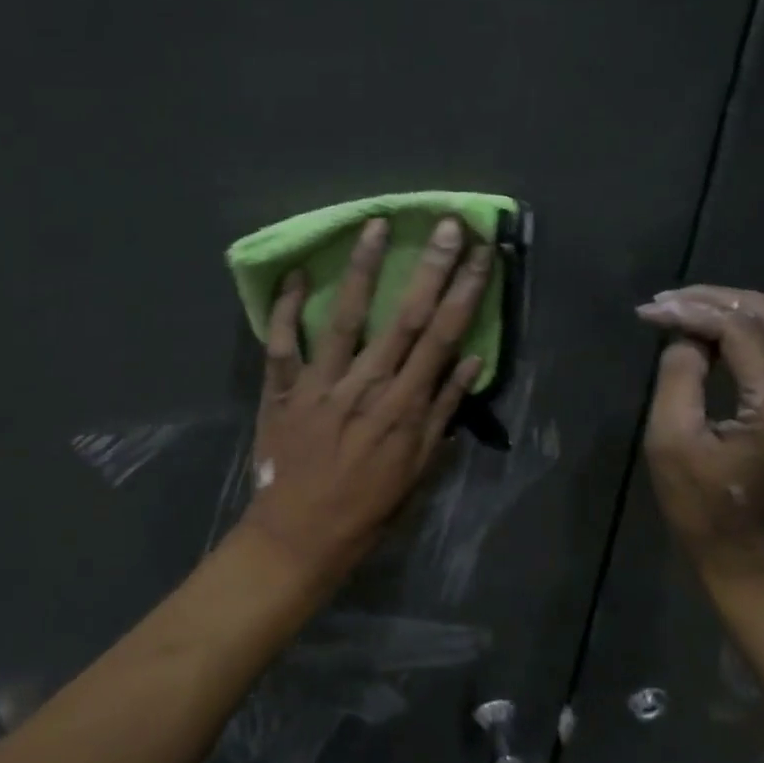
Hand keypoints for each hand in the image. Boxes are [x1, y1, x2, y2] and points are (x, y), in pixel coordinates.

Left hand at [242, 216, 491, 588]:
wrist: (298, 538)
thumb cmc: (366, 509)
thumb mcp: (418, 470)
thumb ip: (442, 412)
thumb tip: (470, 360)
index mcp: (403, 407)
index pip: (442, 338)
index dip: (465, 293)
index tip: (482, 255)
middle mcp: (365, 387)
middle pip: (403, 318)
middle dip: (430, 268)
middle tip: (448, 224)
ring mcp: (320, 385)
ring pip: (344, 318)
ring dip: (362, 270)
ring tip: (376, 226)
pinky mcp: (281, 390)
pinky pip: (281, 343)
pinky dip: (285, 309)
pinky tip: (295, 273)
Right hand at [636, 285, 763, 586]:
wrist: (749, 555)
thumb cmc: (701, 506)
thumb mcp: (671, 441)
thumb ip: (678, 376)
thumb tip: (684, 335)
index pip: (742, 329)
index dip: (693, 310)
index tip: (649, 312)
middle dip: (714, 299)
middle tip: (664, 303)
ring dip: (735, 306)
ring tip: (686, 309)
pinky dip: (749, 324)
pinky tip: (712, 330)